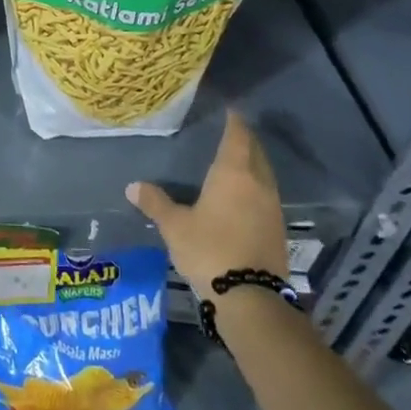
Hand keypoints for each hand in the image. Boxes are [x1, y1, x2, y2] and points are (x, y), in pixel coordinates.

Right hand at [126, 109, 287, 297]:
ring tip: (238, 161)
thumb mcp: (174, 226)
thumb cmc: (209, 250)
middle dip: (246, 140)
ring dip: (254, 164)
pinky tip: (245, 196)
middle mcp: (258, 184)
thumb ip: (155, 203)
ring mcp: (272, 208)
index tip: (231, 110)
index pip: (237, 137)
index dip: (234, 122)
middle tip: (233, 131)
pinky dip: (257, 187)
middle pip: (256, 153)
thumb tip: (132, 186)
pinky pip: (267, 196)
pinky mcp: (278, 230)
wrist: (251, 298)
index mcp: (233, 174)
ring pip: (265, 175)